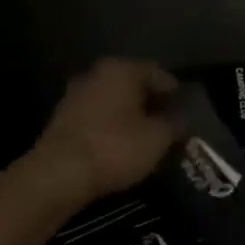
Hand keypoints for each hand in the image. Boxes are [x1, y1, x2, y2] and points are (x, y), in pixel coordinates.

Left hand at [27, 59, 180, 202]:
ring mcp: (75, 96)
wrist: (58, 175)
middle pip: (134, 86)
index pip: (159, 74)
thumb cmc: (115, 147)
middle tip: (168, 125)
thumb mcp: (158, 138)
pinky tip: (121, 147)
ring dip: (130, 117)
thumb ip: (175, 124)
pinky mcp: (61, 121)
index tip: (186, 113)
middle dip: (151, 104)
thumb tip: (182, 120)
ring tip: (146, 139)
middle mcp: (97, 74)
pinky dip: (111, 128)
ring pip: (114, 102)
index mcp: (122, 69)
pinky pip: (97, 119)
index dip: (176, 94)